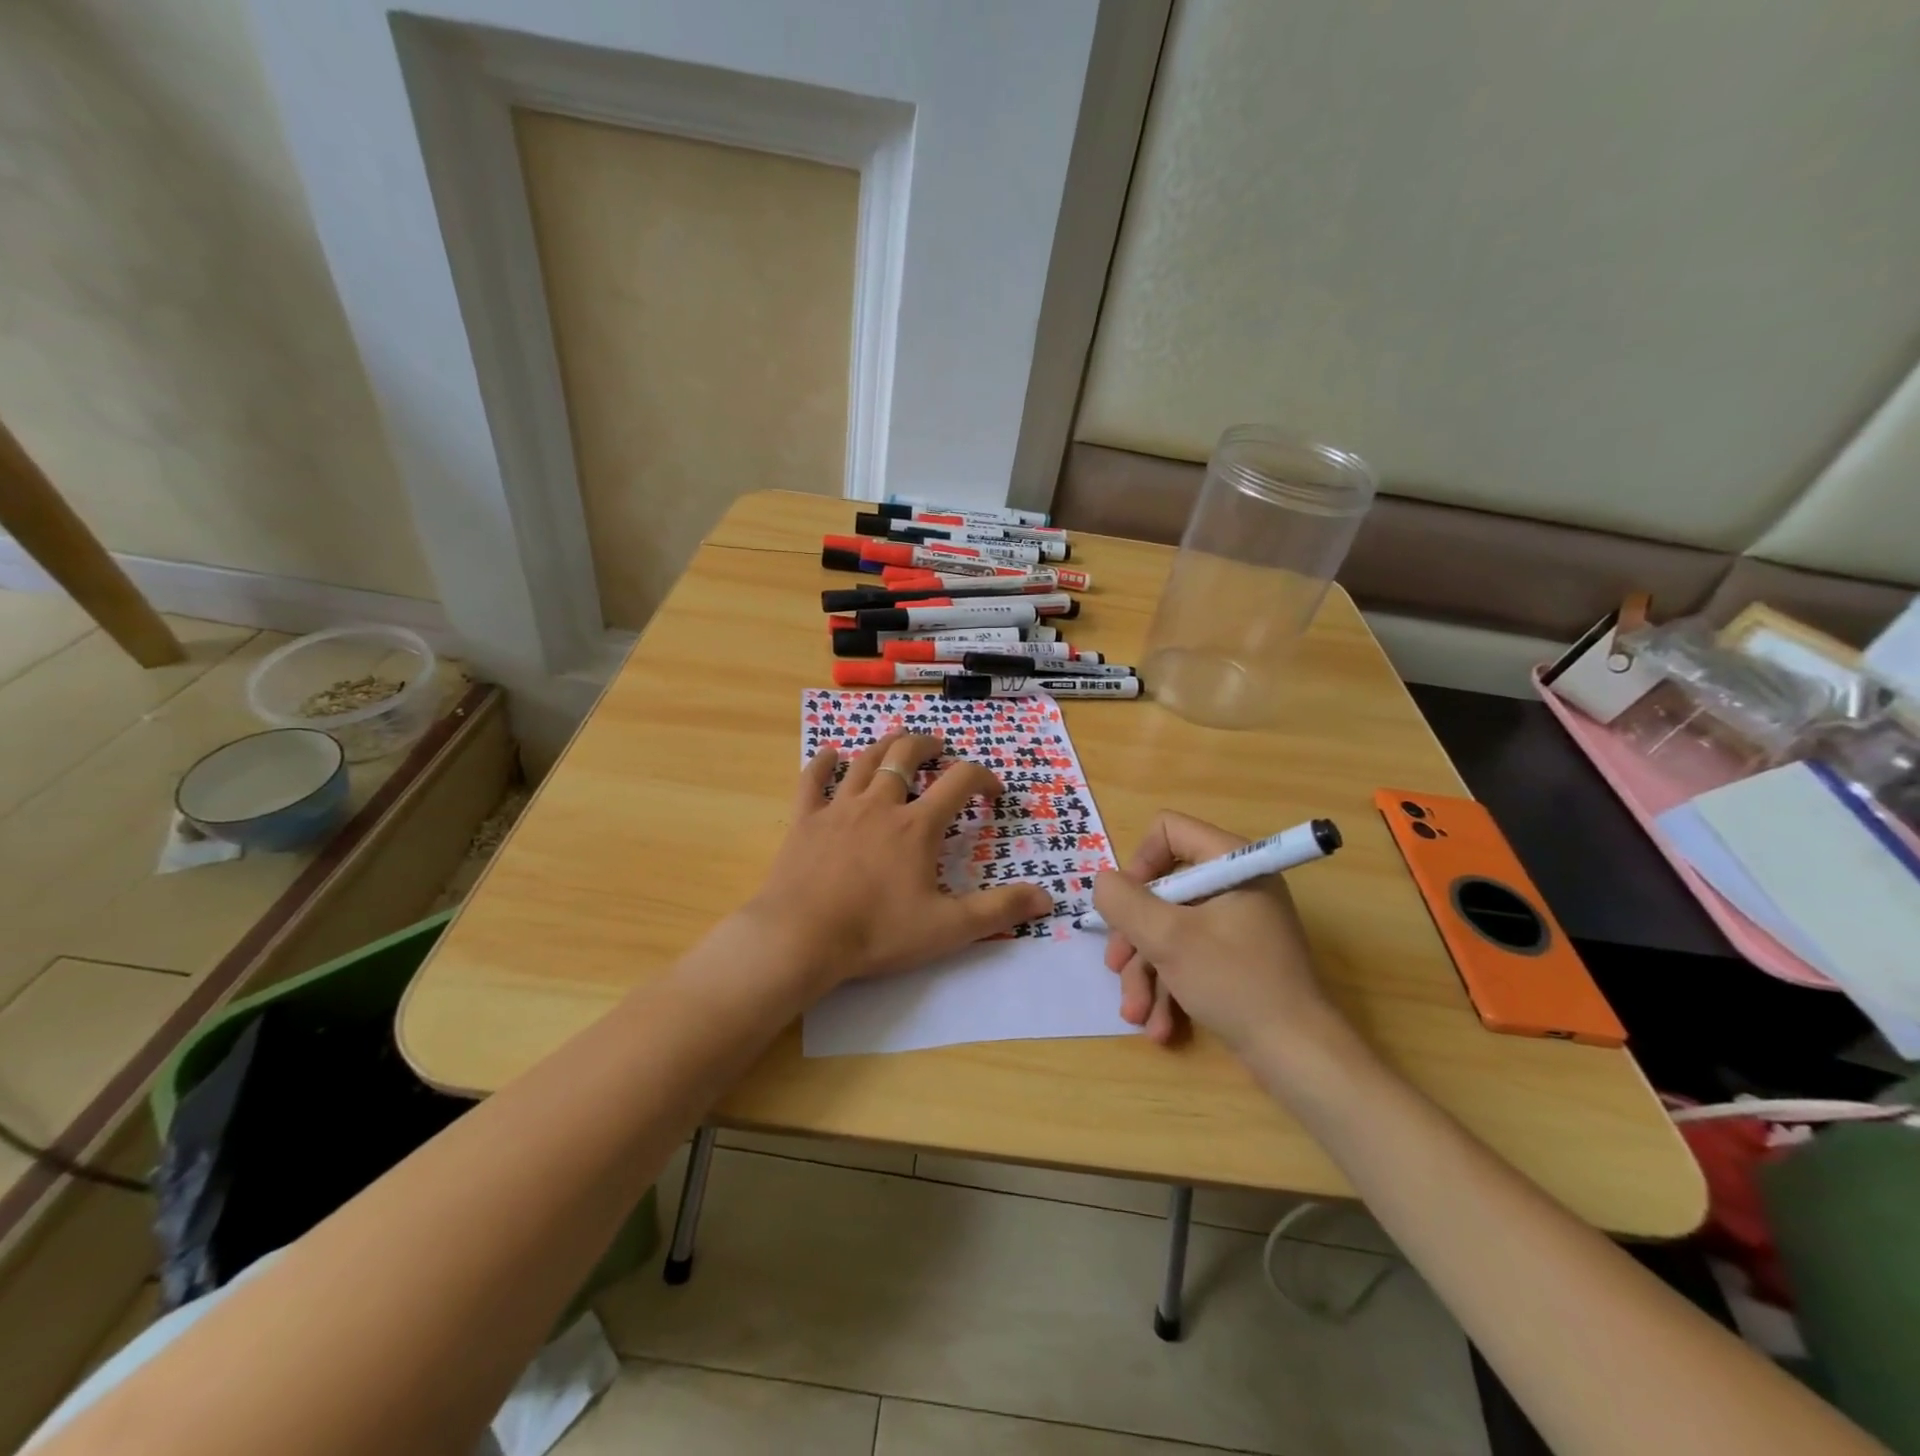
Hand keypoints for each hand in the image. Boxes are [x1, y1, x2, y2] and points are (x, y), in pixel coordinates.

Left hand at [745, 731, 1051, 991]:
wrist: (801, 939)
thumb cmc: (877, 933)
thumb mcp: (947, 928)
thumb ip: (998, 911)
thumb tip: (1047, 898)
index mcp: (916, 826)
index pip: (959, 781)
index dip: (982, 777)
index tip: (993, 791)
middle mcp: (879, 805)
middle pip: (906, 756)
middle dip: (928, 745)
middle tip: (939, 747)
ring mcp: (838, 809)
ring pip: (864, 762)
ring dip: (885, 746)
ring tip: (898, 741)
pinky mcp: (805, 821)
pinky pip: (812, 781)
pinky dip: (823, 763)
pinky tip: (830, 754)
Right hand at [1091, 812, 1338, 1055]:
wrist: (1299, 1058)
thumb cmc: (1235, 984)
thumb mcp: (1169, 939)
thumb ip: (1125, 902)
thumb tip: (1102, 882)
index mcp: (1233, 864)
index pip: (1169, 831)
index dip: (1139, 864)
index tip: (1126, 906)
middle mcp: (1236, 885)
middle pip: (1162, 889)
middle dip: (1134, 936)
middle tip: (1117, 967)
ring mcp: (1236, 924)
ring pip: (1169, 930)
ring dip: (1145, 972)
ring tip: (1136, 1014)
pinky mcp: (1235, 960)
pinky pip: (1188, 957)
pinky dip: (1169, 988)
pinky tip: (1160, 1027)